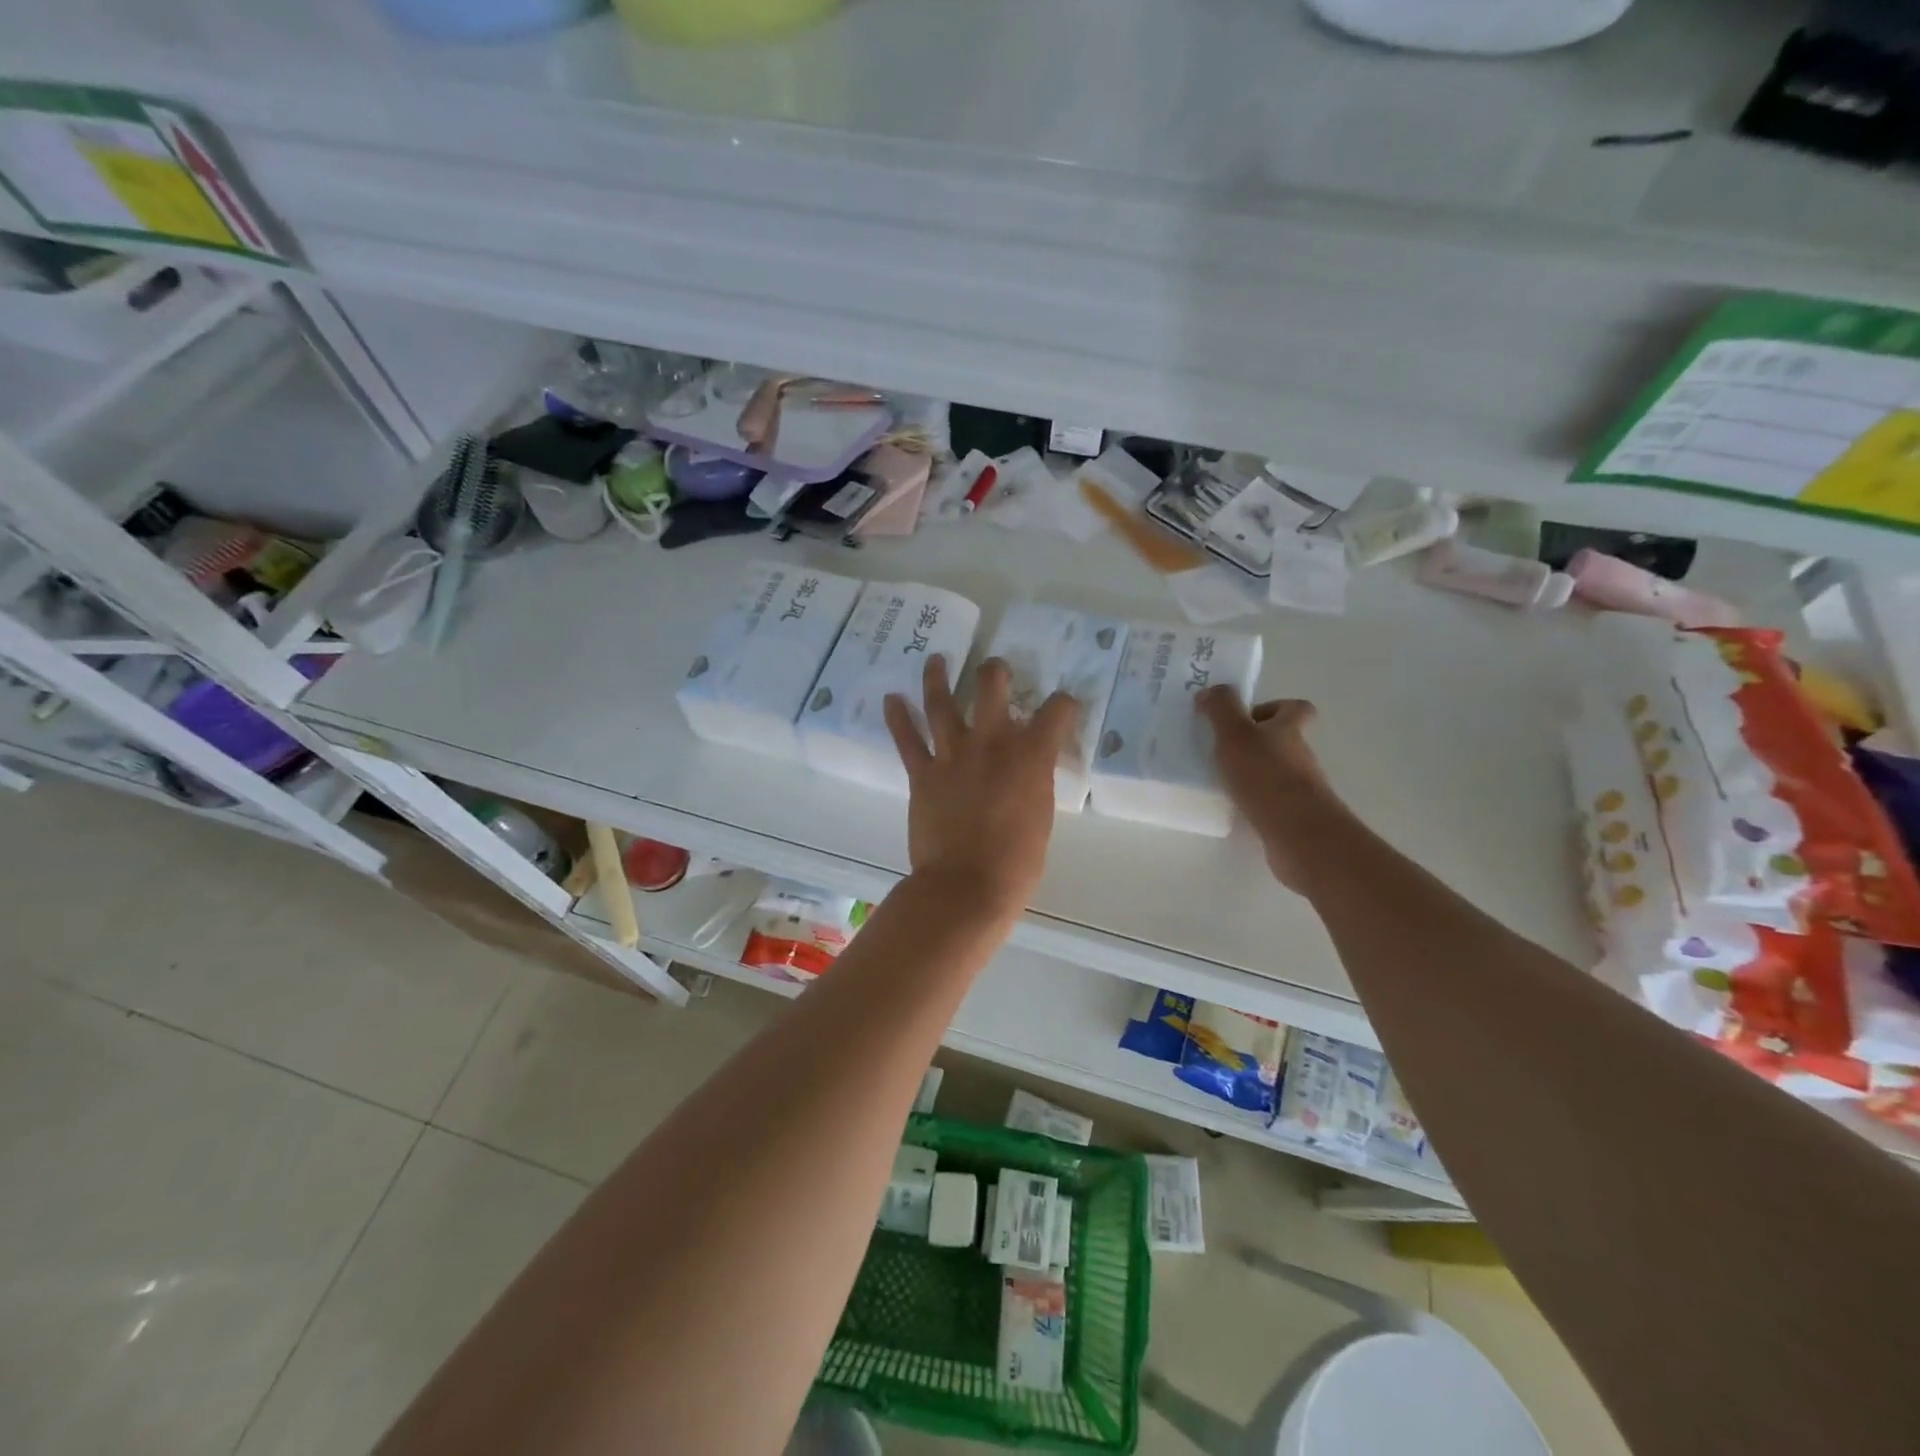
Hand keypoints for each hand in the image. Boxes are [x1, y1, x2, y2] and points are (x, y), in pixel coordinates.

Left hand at [885, 655, 1079, 917]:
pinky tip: (891, 699)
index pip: (1056, 711)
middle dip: (996, 671)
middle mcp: (992, 743)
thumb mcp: (1041, 816)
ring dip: (938, 676)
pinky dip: (898, 717)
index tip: (1063, 705)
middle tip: (995, 670)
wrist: (967, 885)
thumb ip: (1034, 783)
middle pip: (991, 686)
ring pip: (942, 702)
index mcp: (1031, 756)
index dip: (1063, 703)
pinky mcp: (922, 773)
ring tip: (936, 659)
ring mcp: (953, 754)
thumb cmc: (1017, 863)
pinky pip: (907, 739)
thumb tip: (1027, 772)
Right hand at [1198, 687, 1346, 893]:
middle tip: (1221, 749)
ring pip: (1275, 771)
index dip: (1274, 708)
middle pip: (1283, 740)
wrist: (1297, 834)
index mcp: (1289, 730)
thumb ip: (1221, 709)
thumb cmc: (1265, 776)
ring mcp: (1299, 788)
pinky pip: (1270, 801)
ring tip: (1219, 779)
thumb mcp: (1235, 734)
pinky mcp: (1292, 816)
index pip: (1296, 708)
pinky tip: (1230, 807)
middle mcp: (1300, 756)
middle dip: (1254, 742)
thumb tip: (1211, 690)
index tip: (1245, 717)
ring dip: (1251, 772)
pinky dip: (1252, 800)